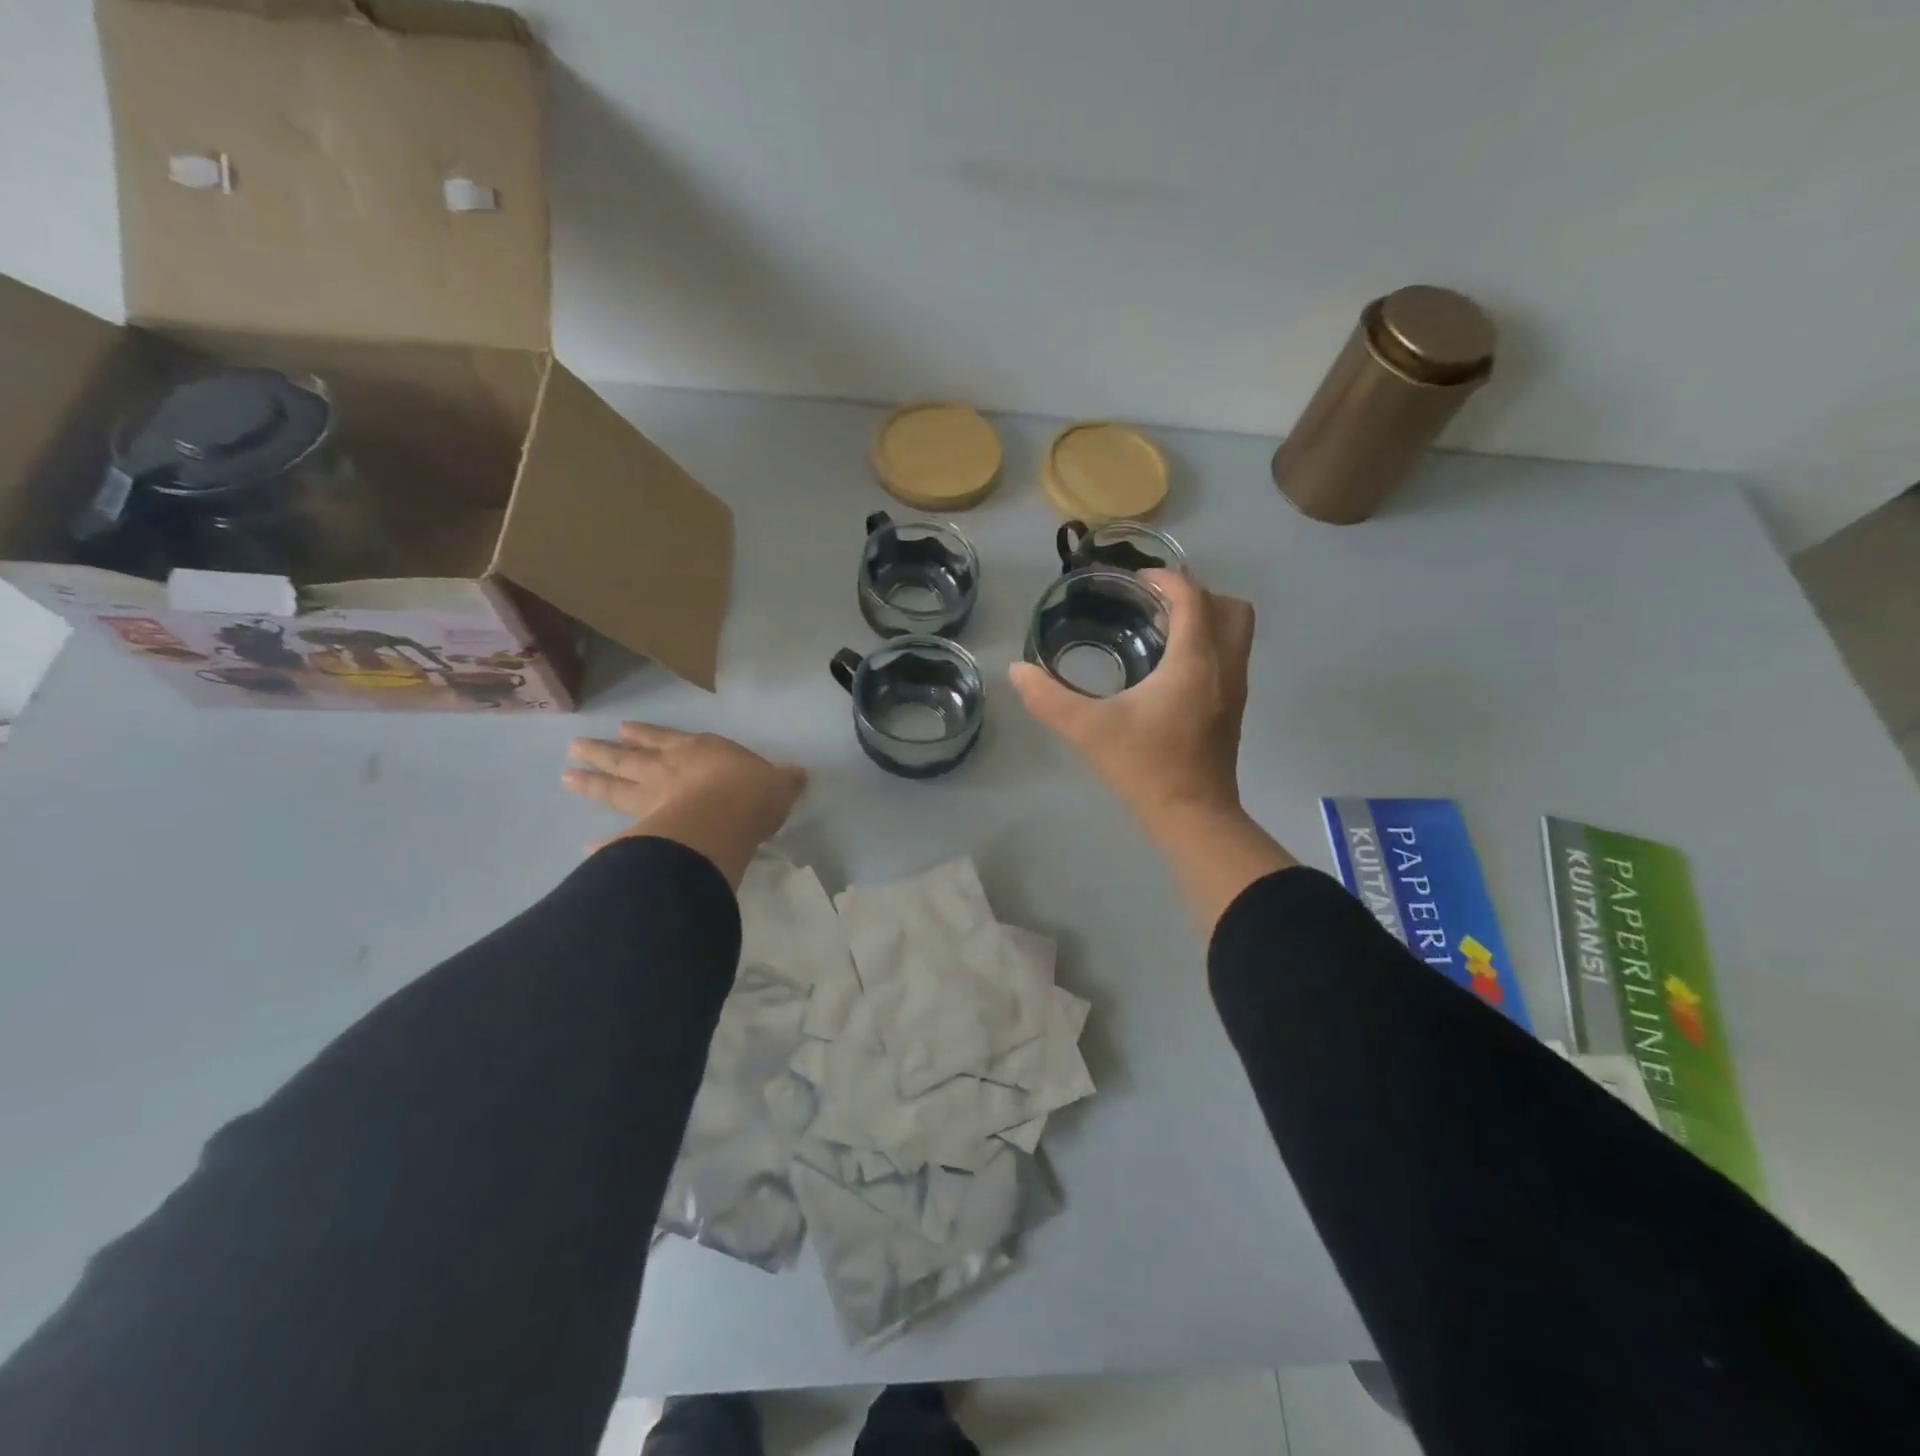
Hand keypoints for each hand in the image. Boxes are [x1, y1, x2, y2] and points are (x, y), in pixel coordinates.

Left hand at [563, 724, 805, 888]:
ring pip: (615, 790)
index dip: (647, 734)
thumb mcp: (779, 783)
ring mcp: (651, 803)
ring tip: (567, 776)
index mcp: (698, 752)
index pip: (667, 739)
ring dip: (592, 782)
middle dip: (604, 752)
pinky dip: (606, 846)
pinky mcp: (646, 835)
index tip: (624, 729)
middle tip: (576, 746)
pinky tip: (587, 850)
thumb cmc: (752, 793)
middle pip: (629, 760)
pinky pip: (622, 840)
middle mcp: (667, 772)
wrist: (727, 820)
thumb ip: (784, 779)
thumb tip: (799, 775)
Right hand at [1009, 569, 1294, 933]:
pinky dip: (1207, 647)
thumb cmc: (1145, 766)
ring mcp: (1234, 689)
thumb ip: (1049, 698)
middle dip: (1195, 596)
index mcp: (1195, 659)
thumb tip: (1017, 670)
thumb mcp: (1089, 730)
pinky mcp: (1232, 710)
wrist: (1192, 817)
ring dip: (1205, 621)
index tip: (1134, 581)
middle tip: (1154, 606)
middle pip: (1230, 608)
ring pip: (1236, 633)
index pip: (1192, 597)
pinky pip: (1229, 658)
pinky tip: (1167, 670)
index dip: (1165, 579)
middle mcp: (1224, 665)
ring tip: (1160, 632)